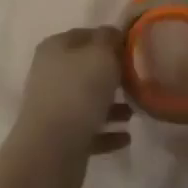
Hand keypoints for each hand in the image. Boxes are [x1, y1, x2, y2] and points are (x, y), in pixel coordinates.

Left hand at [5, 27, 130, 187]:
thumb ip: (109, 40)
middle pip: (86, 68)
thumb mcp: (100, 56)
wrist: (50, 153)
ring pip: (88, 100)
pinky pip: (89, 130)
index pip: (85, 35)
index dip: (109, 39)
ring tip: (135, 111)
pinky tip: (126, 138)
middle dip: (112, 75)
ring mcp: (54, 107)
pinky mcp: (61, 138)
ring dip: (112, 105)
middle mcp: (51, 74)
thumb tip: (112, 34)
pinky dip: (107, 132)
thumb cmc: (77, 94)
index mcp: (55, 48)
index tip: (133, 49)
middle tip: (137, 81)